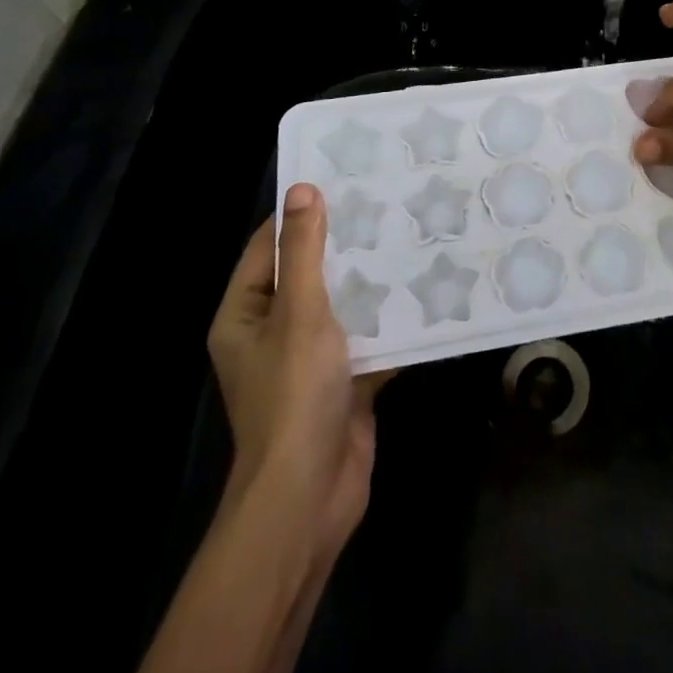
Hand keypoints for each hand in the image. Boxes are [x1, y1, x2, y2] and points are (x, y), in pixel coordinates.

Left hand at [207, 185, 385, 564]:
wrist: (310, 494)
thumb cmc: (293, 395)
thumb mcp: (299, 313)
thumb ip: (305, 252)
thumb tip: (302, 189)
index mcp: (246, 314)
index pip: (271, 246)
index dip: (302, 212)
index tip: (344, 178)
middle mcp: (273, 331)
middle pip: (311, 272)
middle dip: (347, 242)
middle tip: (389, 200)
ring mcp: (310, 358)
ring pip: (343, 303)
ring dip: (373, 278)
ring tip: (412, 233)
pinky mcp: (344, 378)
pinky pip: (368, 335)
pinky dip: (391, 317)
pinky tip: (427, 288)